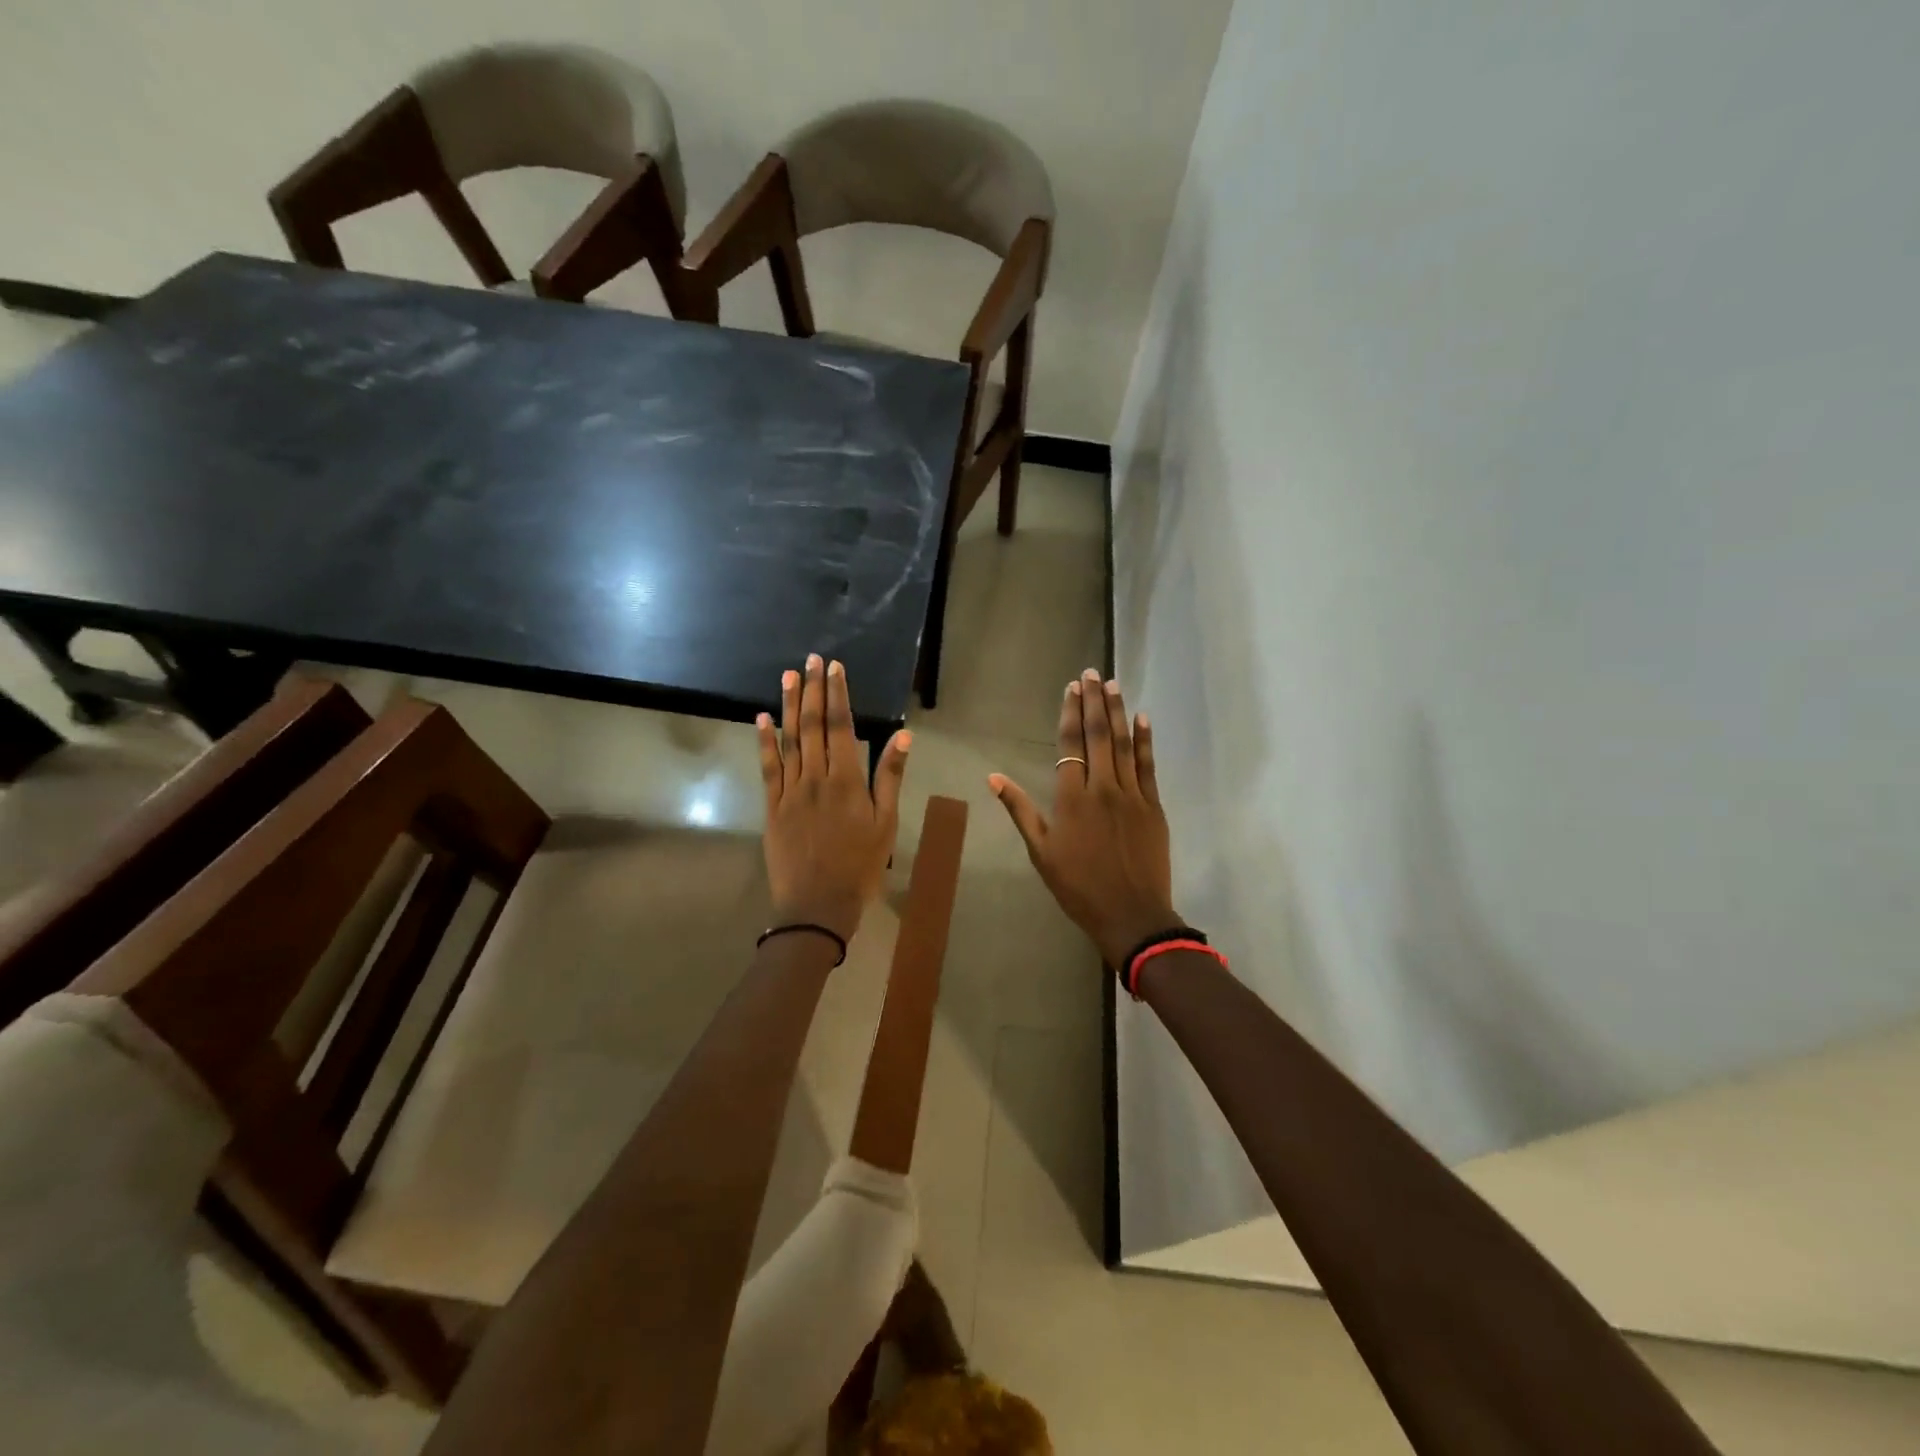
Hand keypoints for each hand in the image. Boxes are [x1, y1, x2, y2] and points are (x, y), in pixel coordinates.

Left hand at [757, 654, 908, 943]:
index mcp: (846, 781)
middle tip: (811, 659)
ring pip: (789, 740)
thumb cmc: (861, 866)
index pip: (842, 727)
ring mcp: (790, 791)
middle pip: (813, 726)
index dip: (838, 694)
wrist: (817, 905)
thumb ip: (890, 778)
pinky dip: (764, 741)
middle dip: (813, 690)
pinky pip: (767, 768)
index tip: (834, 668)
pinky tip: (762, 718)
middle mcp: (815, 778)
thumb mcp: (886, 824)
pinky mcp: (772, 807)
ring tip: (789, 676)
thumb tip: (902, 736)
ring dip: (789, 705)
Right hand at [989, 669, 1178, 966]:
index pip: (1070, 745)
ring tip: (1113, 684)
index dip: (1070, 713)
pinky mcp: (1153, 805)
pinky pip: (1148, 765)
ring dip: (1118, 711)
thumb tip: (993, 777)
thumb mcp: (1041, 851)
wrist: (1131, 915)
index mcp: (1072, 798)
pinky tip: (1143, 718)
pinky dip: (1146, 740)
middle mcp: (1102, 787)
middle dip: (1094, 701)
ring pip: (1125, 743)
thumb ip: (1020, 810)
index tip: (1071, 688)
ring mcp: (1132, 794)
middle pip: (1099, 735)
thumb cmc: (1078, 886)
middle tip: (1092, 674)